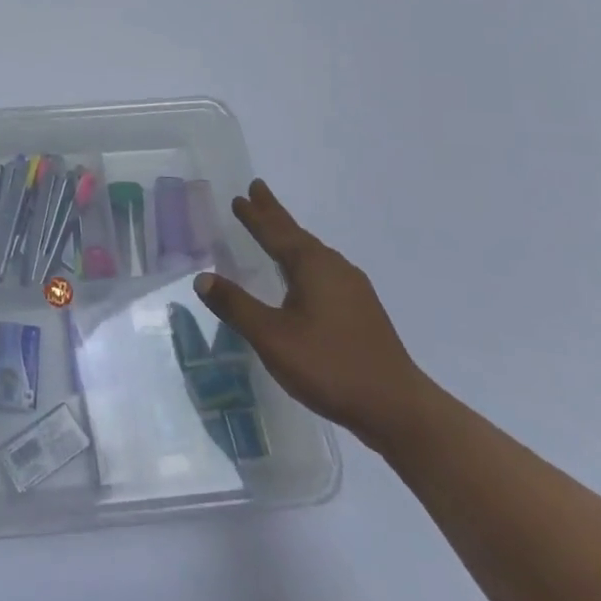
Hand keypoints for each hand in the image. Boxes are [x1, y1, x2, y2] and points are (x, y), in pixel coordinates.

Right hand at [194, 179, 430, 446]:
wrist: (398, 409)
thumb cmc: (330, 366)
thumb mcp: (272, 337)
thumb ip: (236, 306)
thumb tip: (202, 277)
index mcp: (313, 267)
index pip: (276, 232)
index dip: (255, 216)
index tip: (240, 195)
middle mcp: (335, 269)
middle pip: (297, 235)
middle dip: (274, 215)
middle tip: (257, 191)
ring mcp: (353, 290)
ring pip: (312, 253)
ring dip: (290, 237)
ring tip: (275, 229)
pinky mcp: (362, 311)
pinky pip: (324, 271)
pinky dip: (304, 260)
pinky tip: (304, 277)